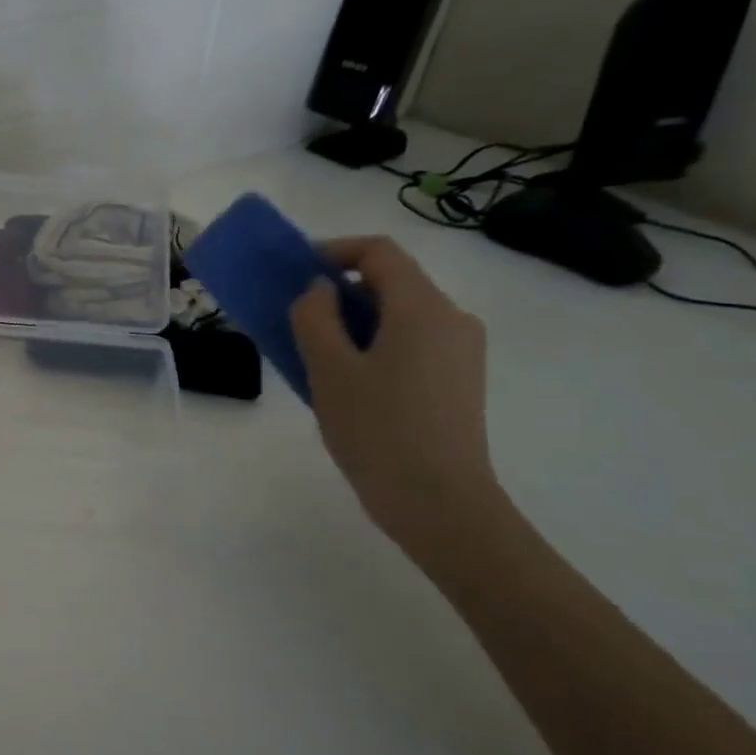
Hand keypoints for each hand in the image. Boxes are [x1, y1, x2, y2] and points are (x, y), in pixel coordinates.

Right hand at [289, 237, 504, 548]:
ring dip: (353, 321)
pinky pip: (410, 344)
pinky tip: (346, 382)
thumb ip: (314, 317)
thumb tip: (318, 290)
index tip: (294, 272)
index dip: (333, 251)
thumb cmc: (378, 430)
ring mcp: (461, 352)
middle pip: (391, 282)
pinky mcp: (458, 381)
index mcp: (423, 308)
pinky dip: (374, 345)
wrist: (439, 503)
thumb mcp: (329, 370)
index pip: (379, 252)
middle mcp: (451, 319)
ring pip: (399, 316)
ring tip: (313, 353)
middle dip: (339, 290)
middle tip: (295, 317)